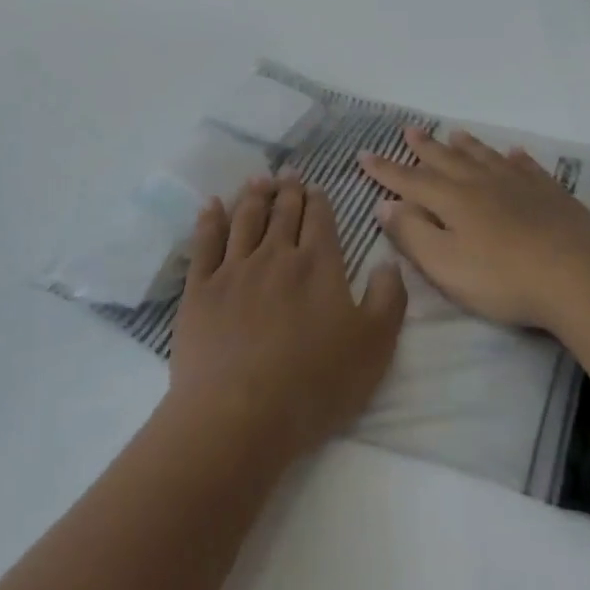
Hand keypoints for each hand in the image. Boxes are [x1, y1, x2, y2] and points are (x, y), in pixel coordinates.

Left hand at [169, 172, 407, 462]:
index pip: (320, 220)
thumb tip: (389, 261)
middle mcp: (275, 256)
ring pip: (245, 219)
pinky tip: (211, 205)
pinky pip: (205, 242)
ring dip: (253, 195)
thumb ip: (388, 299)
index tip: (316, 187)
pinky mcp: (200, 289)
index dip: (319, 201)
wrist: (239, 415)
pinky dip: (210, 219)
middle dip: (288, 190)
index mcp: (318, 265)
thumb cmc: (314, 385)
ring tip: (258, 180)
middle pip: (283, 212)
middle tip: (288, 173)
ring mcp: (233, 269)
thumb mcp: (374, 347)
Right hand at [359, 126, 589, 328]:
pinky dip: (514, 158)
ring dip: (466, 145)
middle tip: (408, 130)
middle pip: (446, 160)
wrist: (578, 275)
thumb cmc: (503, 278)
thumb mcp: (445, 265)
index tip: (364, 154)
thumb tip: (385, 204)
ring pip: (485, 157)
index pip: (410, 180)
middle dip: (424, 147)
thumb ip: (412, 234)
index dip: (385, 170)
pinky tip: (513, 153)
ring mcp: (518, 184)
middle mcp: (481, 182)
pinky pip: (526, 167)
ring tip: (454, 133)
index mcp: (452, 199)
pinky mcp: (550, 193)